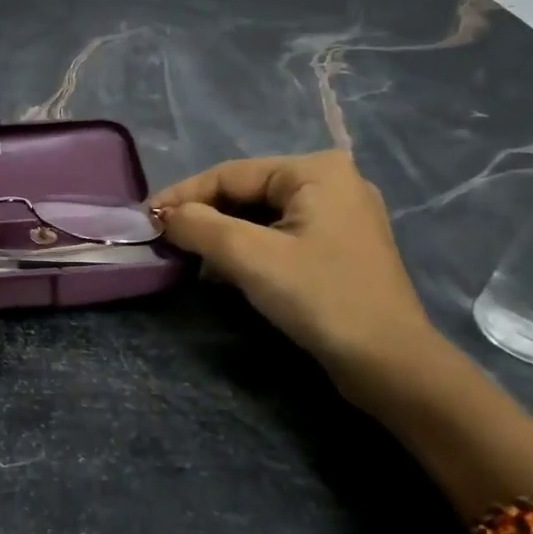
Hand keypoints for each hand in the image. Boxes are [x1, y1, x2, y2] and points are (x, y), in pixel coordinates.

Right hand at [150, 151, 439, 383]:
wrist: (387, 362)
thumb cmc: (320, 297)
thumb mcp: (250, 257)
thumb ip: (199, 226)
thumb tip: (162, 216)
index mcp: (316, 170)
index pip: (230, 174)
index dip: (182, 195)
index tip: (145, 219)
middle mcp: (331, 182)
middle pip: (246, 192)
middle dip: (202, 216)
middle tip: (162, 239)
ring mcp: (338, 216)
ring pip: (260, 216)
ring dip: (221, 235)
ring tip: (185, 254)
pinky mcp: (337, 248)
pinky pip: (279, 236)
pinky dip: (247, 249)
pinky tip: (223, 269)